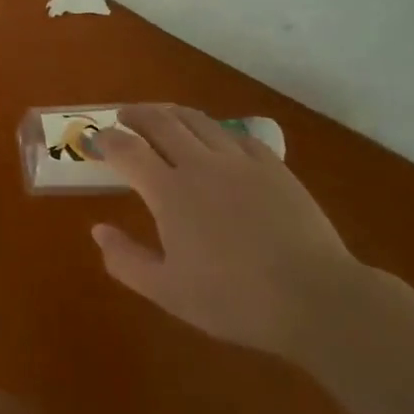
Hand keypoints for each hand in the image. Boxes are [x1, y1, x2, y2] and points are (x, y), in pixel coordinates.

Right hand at [90, 105, 358, 356]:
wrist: (315, 298)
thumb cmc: (234, 300)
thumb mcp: (168, 292)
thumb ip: (126, 260)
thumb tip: (98, 230)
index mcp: (169, 191)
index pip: (127, 150)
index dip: (108, 140)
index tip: (97, 140)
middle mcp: (199, 164)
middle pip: (160, 122)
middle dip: (137, 115)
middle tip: (124, 116)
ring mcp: (239, 161)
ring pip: (198, 121)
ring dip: (172, 113)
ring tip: (163, 115)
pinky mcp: (272, 166)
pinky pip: (236, 135)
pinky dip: (216, 131)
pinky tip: (216, 140)